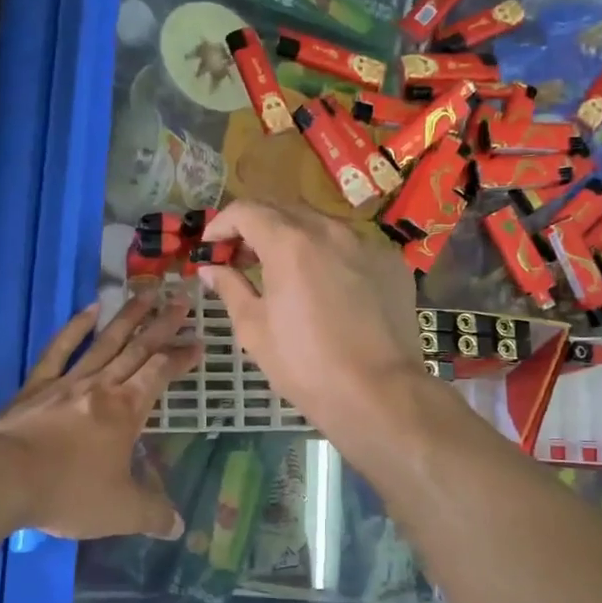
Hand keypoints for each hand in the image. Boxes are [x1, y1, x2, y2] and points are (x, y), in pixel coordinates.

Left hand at [0, 291, 199, 539]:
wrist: (1, 479)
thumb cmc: (67, 491)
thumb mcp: (120, 512)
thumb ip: (153, 515)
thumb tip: (179, 527)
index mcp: (126, 410)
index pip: (160, 373)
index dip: (181, 357)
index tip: (199, 342)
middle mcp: (100, 386)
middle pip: (137, 348)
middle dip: (162, 325)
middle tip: (182, 300)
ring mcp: (66, 382)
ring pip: (104, 341)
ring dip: (128, 316)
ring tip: (146, 293)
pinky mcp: (35, 386)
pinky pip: (59, 350)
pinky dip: (75, 327)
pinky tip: (89, 309)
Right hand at [195, 202, 424, 444]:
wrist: (378, 393)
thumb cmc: (305, 365)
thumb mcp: (254, 329)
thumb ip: (230, 289)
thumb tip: (211, 269)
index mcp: (290, 243)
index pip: (246, 210)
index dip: (221, 224)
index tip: (211, 247)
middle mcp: (330, 230)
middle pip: (283, 209)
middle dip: (255, 226)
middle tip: (240, 258)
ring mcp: (366, 243)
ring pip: (320, 224)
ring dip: (293, 237)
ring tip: (282, 271)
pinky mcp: (391, 262)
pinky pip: (351, 245)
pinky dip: (328, 254)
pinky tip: (325, 286)